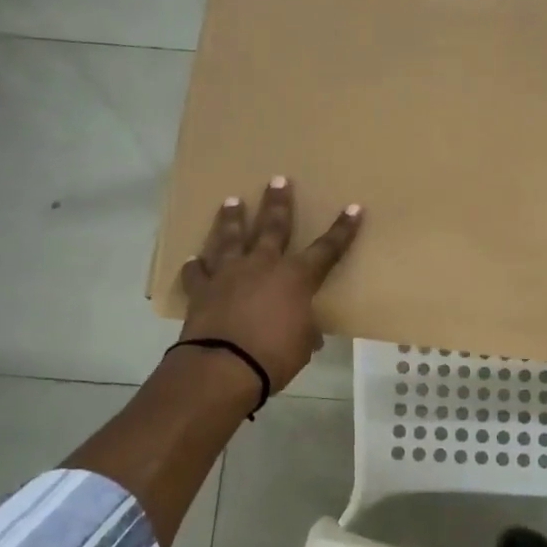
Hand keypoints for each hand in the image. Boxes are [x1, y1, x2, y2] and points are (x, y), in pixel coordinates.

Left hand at [179, 178, 361, 393]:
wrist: (223, 367)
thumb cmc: (274, 356)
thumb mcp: (303, 345)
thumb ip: (306, 330)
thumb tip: (309, 332)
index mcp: (295, 278)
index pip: (326, 249)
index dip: (342, 230)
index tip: (353, 208)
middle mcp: (262, 266)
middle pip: (272, 227)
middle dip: (278, 203)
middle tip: (278, 179)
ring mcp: (228, 274)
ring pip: (230, 239)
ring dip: (231, 219)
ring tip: (232, 201)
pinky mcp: (202, 291)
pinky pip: (197, 274)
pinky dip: (196, 267)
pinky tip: (193, 260)